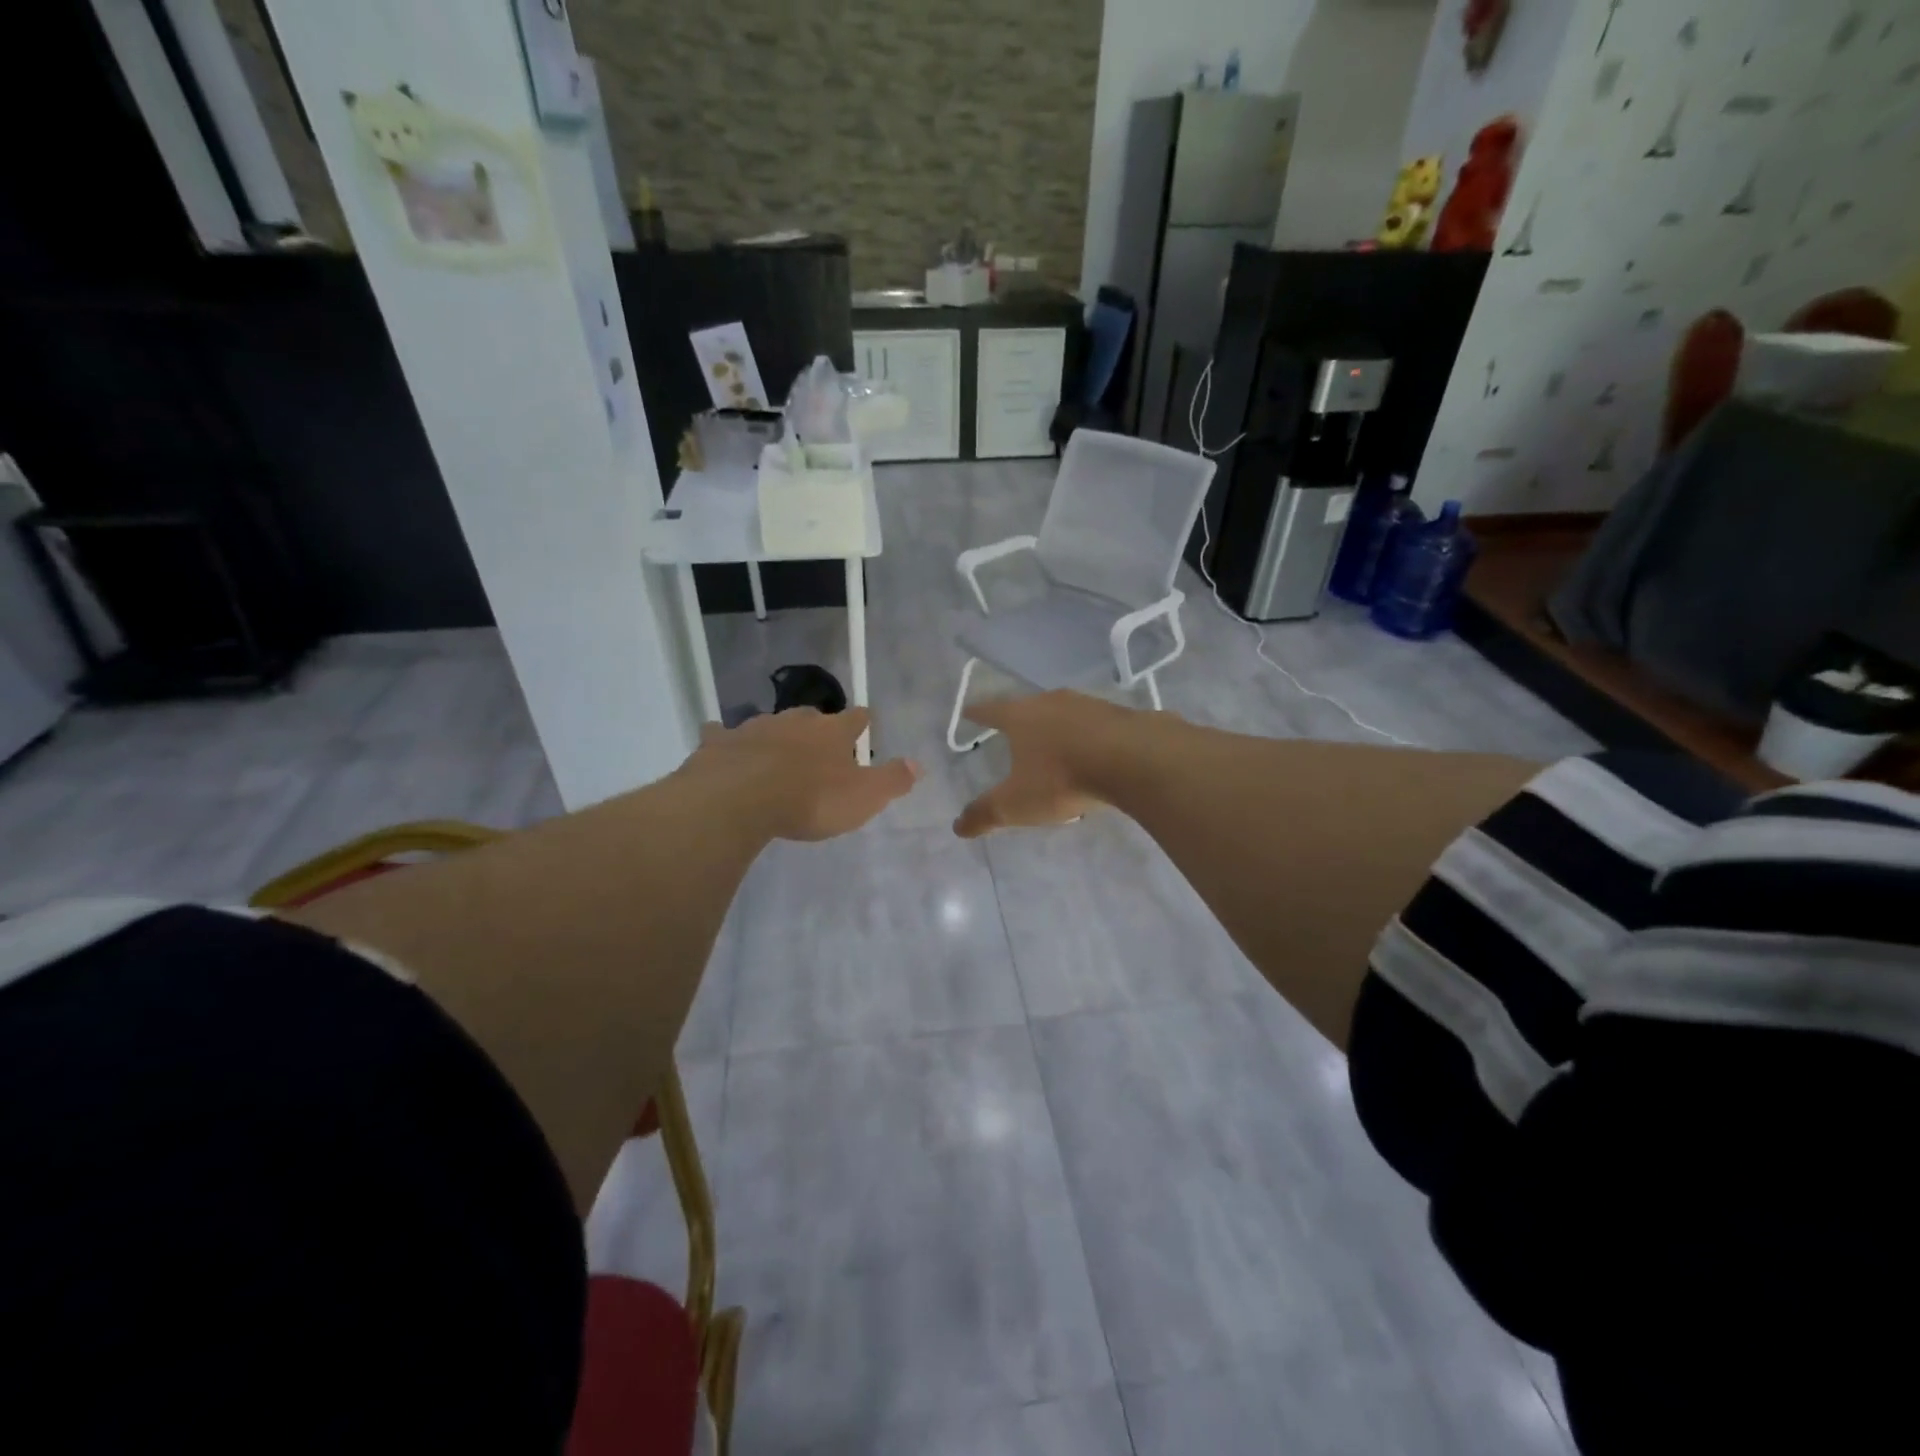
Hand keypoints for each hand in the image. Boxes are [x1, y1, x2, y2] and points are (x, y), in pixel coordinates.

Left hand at [690, 708, 919, 841]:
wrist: (739, 799)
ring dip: (775, 736)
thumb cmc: (810, 799)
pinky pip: (723, 735)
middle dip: (816, 727)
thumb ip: (892, 780)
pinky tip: (721, 745)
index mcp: (832, 732)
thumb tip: (918, 764)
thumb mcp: (864, 797)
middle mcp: (795, 721)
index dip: (861, 722)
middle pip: (811, 717)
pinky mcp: (719, 743)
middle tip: (818, 745)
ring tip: (775, 752)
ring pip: (769, 725)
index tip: (864, 724)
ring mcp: (754, 728)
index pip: (855, 718)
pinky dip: (725, 740)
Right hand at [952, 691, 1141, 837]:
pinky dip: (1087, 737)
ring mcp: (1088, 704)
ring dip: (1056, 727)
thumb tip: (957, 827)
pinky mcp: (1119, 715)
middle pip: (1028, 707)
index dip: (977, 714)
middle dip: (1019, 720)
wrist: (1133, 760)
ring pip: (1063, 713)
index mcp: (1020, 716)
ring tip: (1053, 745)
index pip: (990, 710)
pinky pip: (1095, 725)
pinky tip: (1093, 752)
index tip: (968, 712)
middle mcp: (1051, 701)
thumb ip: (985, 814)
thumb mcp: (1016, 804)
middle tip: (1012, 731)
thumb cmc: (1062, 778)